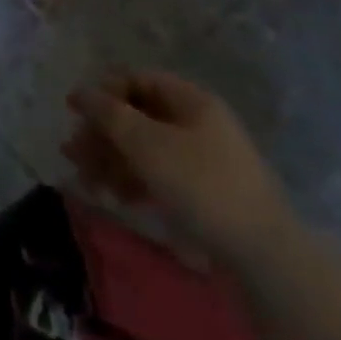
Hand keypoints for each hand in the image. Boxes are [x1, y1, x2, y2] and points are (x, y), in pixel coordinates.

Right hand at [64, 70, 294, 273]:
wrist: (267, 259)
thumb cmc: (202, 187)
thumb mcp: (147, 145)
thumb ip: (109, 114)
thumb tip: (81, 91)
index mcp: (191, 100)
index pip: (137, 80)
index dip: (103, 91)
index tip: (74, 112)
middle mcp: (198, 122)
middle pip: (138, 115)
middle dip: (102, 133)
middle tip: (73, 152)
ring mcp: (204, 159)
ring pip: (146, 148)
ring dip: (113, 159)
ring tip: (86, 179)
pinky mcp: (207, 194)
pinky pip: (161, 175)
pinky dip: (135, 181)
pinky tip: (117, 197)